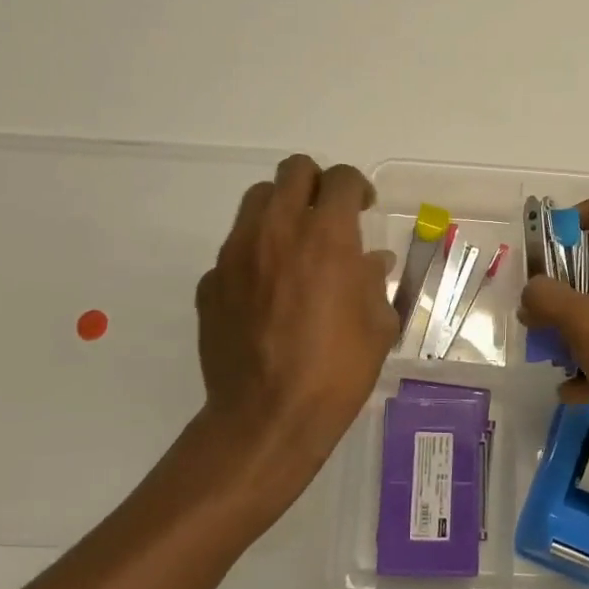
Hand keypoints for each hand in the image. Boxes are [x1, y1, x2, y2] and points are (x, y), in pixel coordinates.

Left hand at [194, 155, 398, 507]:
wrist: (267, 418)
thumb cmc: (336, 370)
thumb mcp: (378, 325)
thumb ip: (374, 281)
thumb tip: (370, 262)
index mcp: (326, 236)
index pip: (341, 180)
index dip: (357, 187)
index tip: (363, 208)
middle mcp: (278, 231)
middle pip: (294, 170)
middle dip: (317, 184)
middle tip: (328, 215)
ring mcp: (236, 253)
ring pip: (257, 200)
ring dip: (282, 210)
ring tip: (295, 246)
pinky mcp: (210, 281)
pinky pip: (234, 249)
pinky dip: (254, 255)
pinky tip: (266, 292)